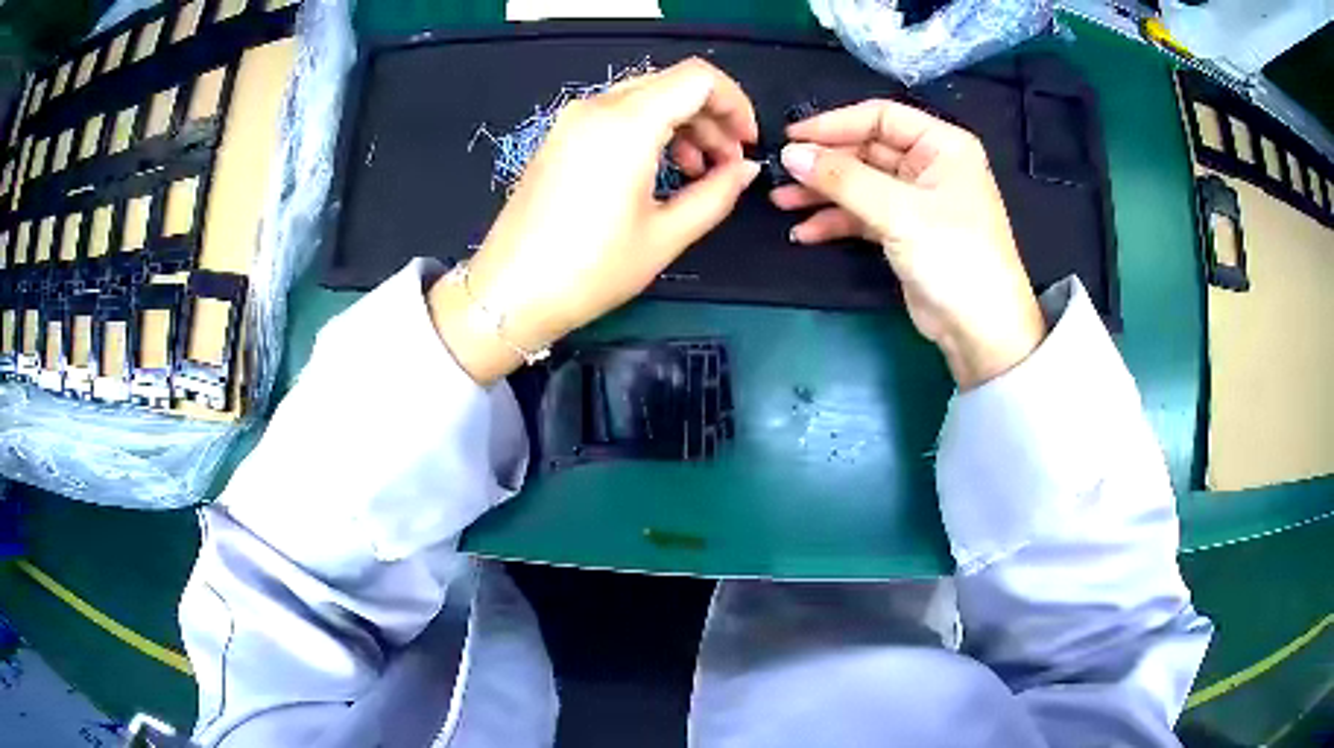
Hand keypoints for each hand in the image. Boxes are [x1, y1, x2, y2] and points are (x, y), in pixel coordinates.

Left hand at [430, 58, 760, 384]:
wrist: (509, 293)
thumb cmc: (589, 270)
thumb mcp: (665, 236)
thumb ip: (716, 194)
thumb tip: (745, 168)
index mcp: (627, 124)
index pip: (699, 79)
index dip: (736, 104)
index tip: (746, 143)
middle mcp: (597, 107)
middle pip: (673, 83)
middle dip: (712, 116)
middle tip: (728, 162)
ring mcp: (573, 119)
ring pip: (646, 96)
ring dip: (682, 123)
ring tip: (697, 170)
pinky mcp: (561, 136)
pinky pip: (618, 114)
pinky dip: (650, 129)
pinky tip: (661, 169)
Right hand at [773, 100, 1045, 389]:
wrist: (980, 329)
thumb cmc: (954, 256)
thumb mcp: (898, 211)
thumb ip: (843, 179)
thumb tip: (791, 155)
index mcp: (942, 145)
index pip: (881, 117)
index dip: (835, 124)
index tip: (793, 138)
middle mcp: (929, 165)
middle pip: (866, 150)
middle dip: (824, 164)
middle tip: (781, 174)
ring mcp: (916, 200)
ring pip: (860, 184)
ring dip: (823, 193)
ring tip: (782, 202)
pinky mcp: (904, 231)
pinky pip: (863, 215)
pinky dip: (836, 222)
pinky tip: (805, 232)